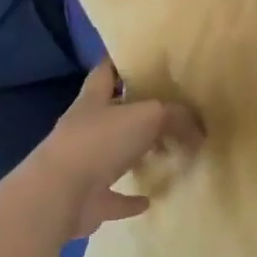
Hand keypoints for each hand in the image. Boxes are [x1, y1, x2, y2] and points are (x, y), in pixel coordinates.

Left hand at [29, 59, 203, 238]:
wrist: (58, 196)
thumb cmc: (100, 142)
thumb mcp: (149, 116)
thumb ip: (177, 117)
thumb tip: (198, 131)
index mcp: (93, 100)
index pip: (105, 71)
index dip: (120, 62)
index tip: (141, 57)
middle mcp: (85, 129)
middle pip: (113, 114)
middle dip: (136, 112)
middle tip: (170, 109)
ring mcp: (83, 165)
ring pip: (114, 154)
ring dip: (135, 155)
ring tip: (165, 152)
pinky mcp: (87, 199)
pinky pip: (113, 196)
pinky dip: (130, 199)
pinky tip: (149, 199)